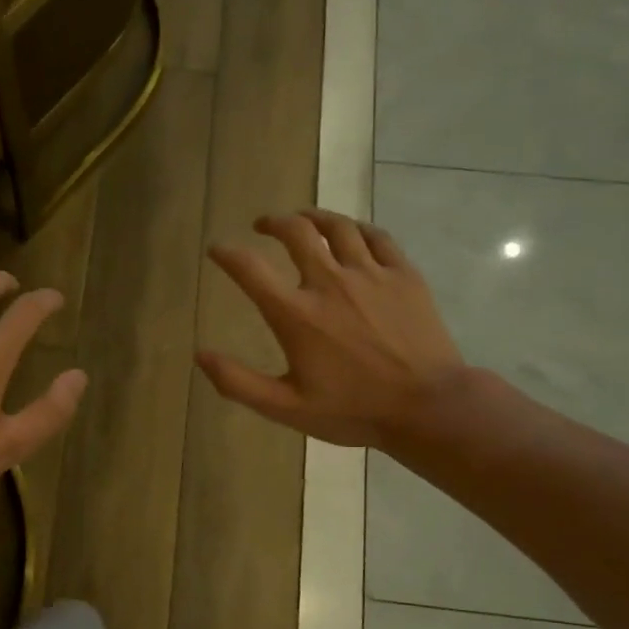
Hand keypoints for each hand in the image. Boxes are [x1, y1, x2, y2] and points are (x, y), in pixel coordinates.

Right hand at [196, 209, 468, 454]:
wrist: (428, 407)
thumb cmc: (353, 410)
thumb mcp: (286, 408)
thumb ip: (238, 382)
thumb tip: (201, 356)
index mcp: (296, 315)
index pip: (250, 269)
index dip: (228, 254)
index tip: (218, 249)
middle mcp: (330, 282)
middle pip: (296, 232)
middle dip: (273, 223)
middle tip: (264, 225)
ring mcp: (371, 274)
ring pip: (337, 227)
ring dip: (313, 218)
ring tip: (303, 219)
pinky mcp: (404, 275)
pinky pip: (376, 236)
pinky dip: (356, 229)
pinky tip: (350, 233)